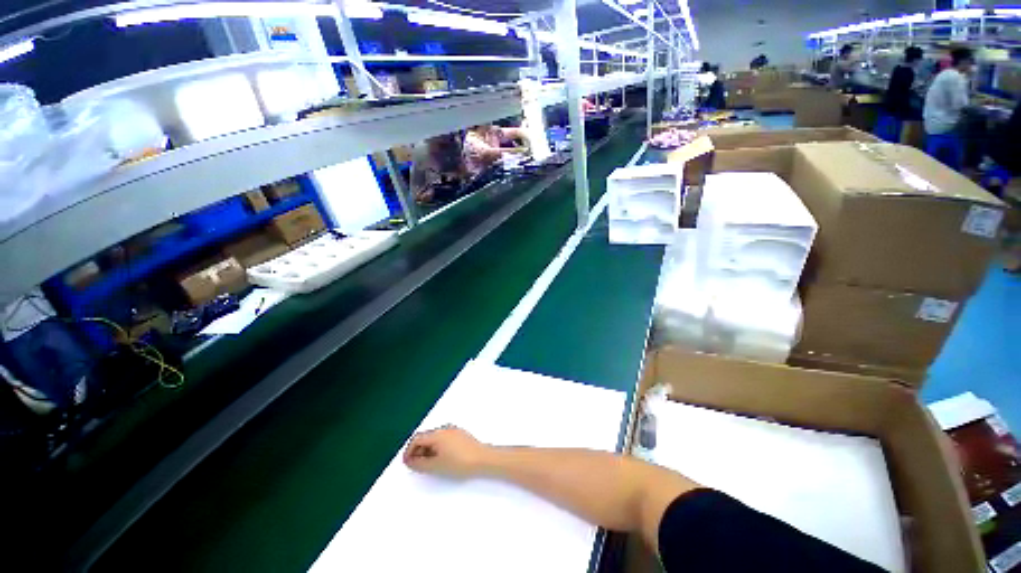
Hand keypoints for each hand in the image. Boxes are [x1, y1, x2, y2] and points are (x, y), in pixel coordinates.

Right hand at [403, 425, 490, 479]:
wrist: (482, 459)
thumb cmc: (458, 463)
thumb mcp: (436, 466)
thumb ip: (419, 463)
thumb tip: (409, 460)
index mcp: (437, 434)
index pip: (417, 438)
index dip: (409, 451)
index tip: (407, 463)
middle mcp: (445, 428)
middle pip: (425, 437)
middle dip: (418, 450)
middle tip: (416, 465)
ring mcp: (454, 430)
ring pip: (435, 438)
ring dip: (427, 450)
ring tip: (428, 464)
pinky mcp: (460, 435)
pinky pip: (443, 439)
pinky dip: (437, 448)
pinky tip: (441, 459)